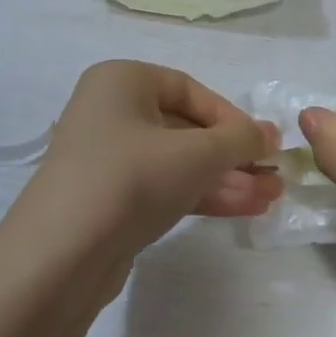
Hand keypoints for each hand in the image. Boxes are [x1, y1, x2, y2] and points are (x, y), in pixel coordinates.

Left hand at [15, 61, 280, 263]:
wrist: (61, 255)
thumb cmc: (131, 179)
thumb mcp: (196, 154)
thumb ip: (240, 140)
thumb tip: (271, 133)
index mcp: (122, 81)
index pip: (190, 90)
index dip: (232, 117)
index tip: (264, 145)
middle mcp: (111, 112)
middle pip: (186, 129)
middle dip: (233, 156)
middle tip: (274, 177)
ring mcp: (108, 159)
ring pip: (178, 163)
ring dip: (225, 179)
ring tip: (270, 199)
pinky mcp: (110, 200)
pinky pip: (164, 187)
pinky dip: (201, 195)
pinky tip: (243, 209)